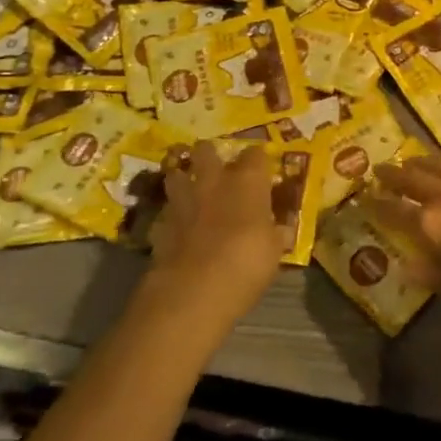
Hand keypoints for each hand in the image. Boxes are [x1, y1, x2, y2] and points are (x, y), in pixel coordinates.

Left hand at [150, 142, 290, 329]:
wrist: (194, 290)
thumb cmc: (247, 263)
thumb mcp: (274, 250)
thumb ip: (274, 232)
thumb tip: (279, 229)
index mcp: (248, 181)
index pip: (255, 154)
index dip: (258, 160)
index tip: (262, 170)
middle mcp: (214, 181)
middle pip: (206, 150)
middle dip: (209, 154)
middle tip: (217, 168)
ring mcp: (183, 201)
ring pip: (176, 174)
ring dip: (183, 179)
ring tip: (190, 191)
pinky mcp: (160, 224)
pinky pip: (166, 212)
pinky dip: (172, 217)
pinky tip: (178, 229)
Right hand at [363, 160, 440, 328]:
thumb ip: (431, 274)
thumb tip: (408, 265)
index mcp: (433, 225)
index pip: (396, 209)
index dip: (378, 203)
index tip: (364, 196)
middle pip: (415, 178)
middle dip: (395, 173)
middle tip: (380, 168)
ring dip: (423, 162)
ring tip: (412, 159)